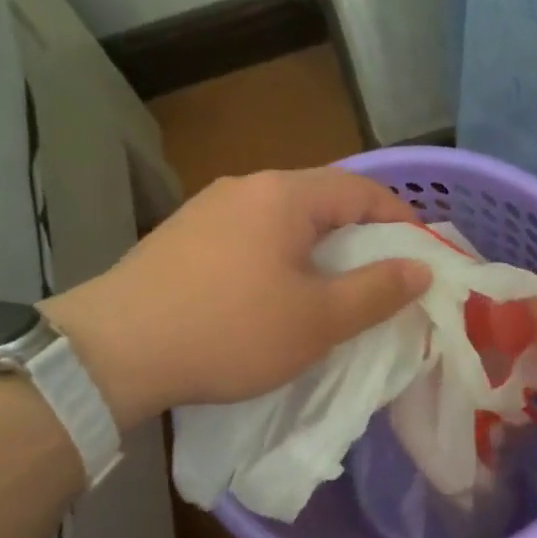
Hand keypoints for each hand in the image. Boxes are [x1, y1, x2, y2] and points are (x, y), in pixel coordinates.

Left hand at [44, 168, 429, 428]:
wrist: (114, 351)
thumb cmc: (231, 331)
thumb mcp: (318, 319)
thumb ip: (377, 291)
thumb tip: (421, 268)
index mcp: (285, 194)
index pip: (362, 190)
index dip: (401, 219)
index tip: (422, 257)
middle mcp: (245, 187)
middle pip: (322, 201)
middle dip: (360, 239)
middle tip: (381, 282)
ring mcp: (207, 209)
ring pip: (283, 222)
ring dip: (317, 251)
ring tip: (331, 293)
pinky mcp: (181, 238)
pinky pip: (249, 238)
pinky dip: (279, 260)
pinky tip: (273, 298)